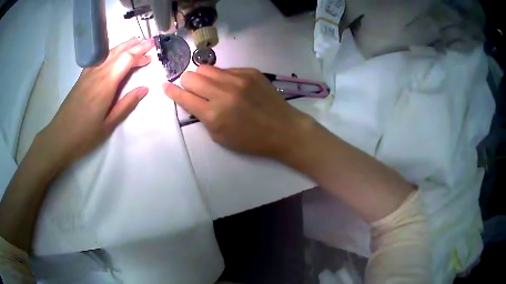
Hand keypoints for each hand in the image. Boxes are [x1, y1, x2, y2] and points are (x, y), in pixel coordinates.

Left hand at [36, 37, 153, 170]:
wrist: (60, 136)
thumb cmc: (85, 134)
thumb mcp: (109, 124)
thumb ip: (126, 104)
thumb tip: (144, 89)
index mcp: (106, 84)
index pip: (126, 60)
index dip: (140, 56)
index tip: (150, 58)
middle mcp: (98, 73)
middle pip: (119, 52)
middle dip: (136, 46)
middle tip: (150, 42)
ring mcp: (89, 73)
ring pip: (109, 52)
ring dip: (124, 45)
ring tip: (136, 40)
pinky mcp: (83, 76)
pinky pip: (100, 58)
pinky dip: (111, 51)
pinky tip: (114, 52)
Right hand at [163, 66, 314, 157]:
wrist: (283, 129)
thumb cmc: (251, 139)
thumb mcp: (220, 136)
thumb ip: (202, 116)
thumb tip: (191, 99)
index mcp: (214, 114)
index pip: (184, 96)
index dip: (172, 91)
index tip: (165, 87)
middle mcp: (223, 92)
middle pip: (191, 76)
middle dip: (187, 83)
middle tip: (194, 90)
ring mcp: (238, 79)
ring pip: (207, 68)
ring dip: (204, 77)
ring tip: (212, 87)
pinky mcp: (250, 71)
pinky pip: (226, 69)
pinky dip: (223, 77)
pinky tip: (233, 87)